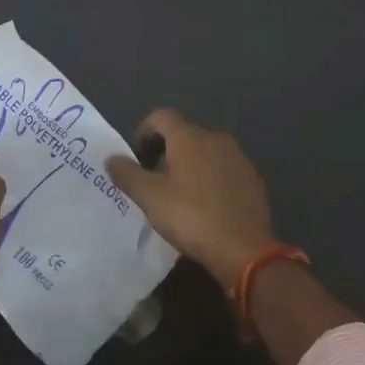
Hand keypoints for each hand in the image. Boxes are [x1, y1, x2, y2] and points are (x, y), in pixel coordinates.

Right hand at [105, 109, 273, 292]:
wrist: (244, 248)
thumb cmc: (191, 217)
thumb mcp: (150, 198)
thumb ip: (127, 174)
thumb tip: (112, 158)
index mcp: (189, 137)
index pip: (161, 116)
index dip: (144, 130)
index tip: (136, 156)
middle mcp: (215, 138)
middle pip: (184, 134)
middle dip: (165, 151)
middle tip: (153, 180)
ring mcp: (238, 158)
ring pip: (205, 152)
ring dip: (189, 165)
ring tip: (178, 195)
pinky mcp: (252, 179)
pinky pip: (223, 169)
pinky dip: (210, 179)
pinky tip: (205, 206)